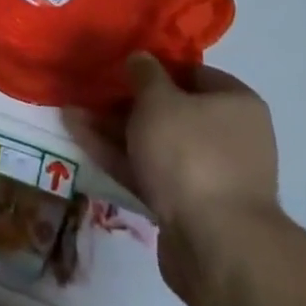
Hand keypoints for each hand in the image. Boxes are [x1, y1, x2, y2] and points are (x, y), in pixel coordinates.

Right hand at [65, 54, 280, 302]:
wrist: (215, 245)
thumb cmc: (191, 154)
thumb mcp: (160, 100)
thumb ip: (145, 74)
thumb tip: (140, 59)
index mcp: (235, 103)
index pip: (192, 73)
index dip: (154, 67)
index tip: (119, 65)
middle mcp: (227, 136)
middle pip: (169, 110)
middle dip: (125, 101)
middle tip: (88, 91)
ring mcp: (206, 174)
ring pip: (153, 142)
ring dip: (113, 129)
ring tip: (71, 113)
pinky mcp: (185, 206)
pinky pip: (148, 171)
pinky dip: (117, 156)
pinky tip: (79, 138)